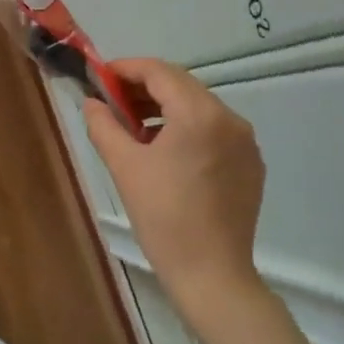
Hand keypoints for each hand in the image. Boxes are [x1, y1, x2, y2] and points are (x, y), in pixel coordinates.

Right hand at [83, 58, 266, 328]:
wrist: (211, 274)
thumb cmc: (162, 217)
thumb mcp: (124, 166)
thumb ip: (104, 125)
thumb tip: (92, 102)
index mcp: (199, 114)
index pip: (160, 72)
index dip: (126, 68)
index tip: (100, 76)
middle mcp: (229, 118)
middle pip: (181, 85)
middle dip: (144, 88)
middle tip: (112, 101)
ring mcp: (245, 141)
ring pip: (198, 107)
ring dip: (164, 108)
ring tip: (133, 128)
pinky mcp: (250, 163)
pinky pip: (214, 130)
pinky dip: (186, 129)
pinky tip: (164, 152)